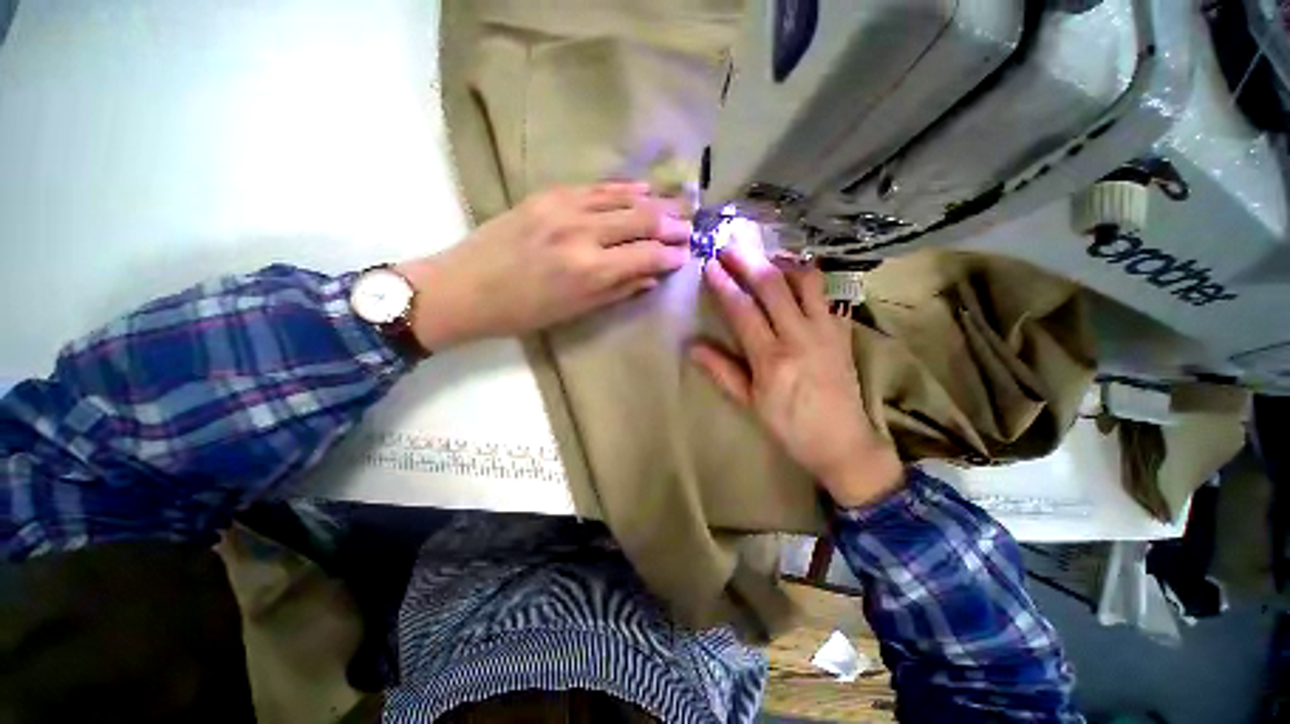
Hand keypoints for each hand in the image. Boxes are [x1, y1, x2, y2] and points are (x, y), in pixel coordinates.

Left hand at [396, 182, 691, 348]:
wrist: (465, 287)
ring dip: (655, 201)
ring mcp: (564, 208)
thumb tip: (652, 277)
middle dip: (672, 223)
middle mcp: (583, 233)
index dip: (671, 255)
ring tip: (678, 203)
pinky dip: (623, 187)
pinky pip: (596, 187)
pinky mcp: (548, 195)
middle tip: (691, 227)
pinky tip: (642, 187)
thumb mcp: (576, 311)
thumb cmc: (523, 312)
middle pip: (642, 220)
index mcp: (590, 270)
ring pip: (623, 198)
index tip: (686, 254)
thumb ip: (619, 290)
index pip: (647, 255)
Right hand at [689, 239, 902, 508]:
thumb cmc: (789, 426)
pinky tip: (795, 276)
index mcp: (771, 358)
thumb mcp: (749, 403)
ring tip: (763, 256)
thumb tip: (692, 346)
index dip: (724, 285)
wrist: (843, 442)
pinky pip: (827, 293)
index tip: (709, 264)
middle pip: (773, 286)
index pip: (743, 310)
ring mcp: (826, 330)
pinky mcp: (843, 330)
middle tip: (729, 245)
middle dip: (748, 261)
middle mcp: (800, 336)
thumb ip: (721, 371)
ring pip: (805, 281)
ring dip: (781, 262)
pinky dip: (808, 278)